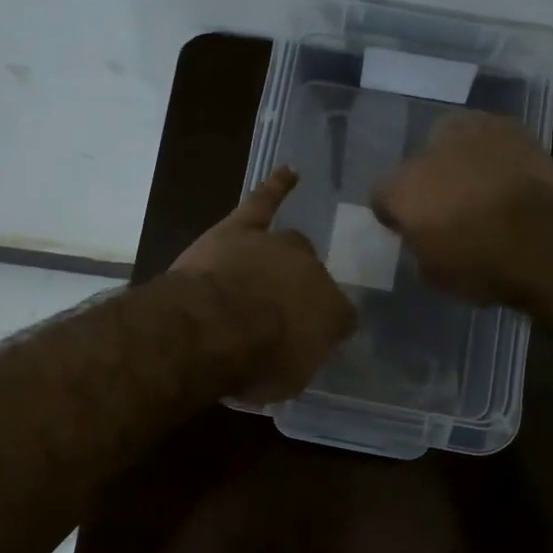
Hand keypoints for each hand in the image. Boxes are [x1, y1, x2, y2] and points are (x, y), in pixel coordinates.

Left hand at [172, 166, 355, 403]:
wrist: (213, 326)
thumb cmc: (255, 362)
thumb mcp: (287, 380)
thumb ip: (298, 361)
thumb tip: (298, 352)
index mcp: (332, 312)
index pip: (339, 318)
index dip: (325, 329)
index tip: (310, 342)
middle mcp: (313, 272)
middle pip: (314, 277)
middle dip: (302, 292)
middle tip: (280, 313)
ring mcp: (277, 246)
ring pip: (291, 245)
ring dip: (285, 258)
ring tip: (278, 268)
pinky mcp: (241, 228)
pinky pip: (263, 202)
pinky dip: (276, 186)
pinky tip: (289, 171)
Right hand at [371, 113, 552, 304]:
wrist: (544, 242)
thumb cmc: (480, 267)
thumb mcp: (434, 274)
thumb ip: (420, 246)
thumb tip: (424, 238)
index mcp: (401, 188)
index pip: (382, 195)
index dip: (395, 213)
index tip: (409, 229)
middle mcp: (428, 151)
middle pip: (418, 162)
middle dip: (429, 180)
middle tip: (448, 205)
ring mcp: (471, 133)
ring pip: (454, 141)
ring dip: (460, 159)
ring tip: (480, 185)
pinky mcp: (511, 127)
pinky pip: (492, 138)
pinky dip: (495, 154)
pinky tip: (508, 176)